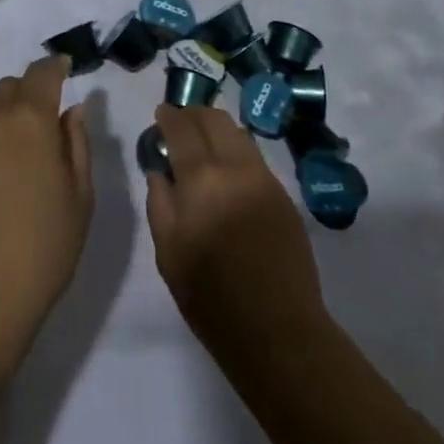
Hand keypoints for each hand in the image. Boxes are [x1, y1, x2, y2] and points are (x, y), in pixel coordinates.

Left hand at [0, 55, 93, 366]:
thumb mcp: (79, 199)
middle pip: (11, 85)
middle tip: (46, 119)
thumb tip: (71, 111)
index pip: (42, 72)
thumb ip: (76, 145)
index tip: (65, 67)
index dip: (55, 66)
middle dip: (30, 92)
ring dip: (4, 109)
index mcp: (30, 118)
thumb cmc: (39, 250)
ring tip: (19, 142)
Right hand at [145, 105, 325, 351]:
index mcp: (202, 180)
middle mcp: (236, 168)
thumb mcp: (168, 253)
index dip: (170, 116)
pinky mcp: (283, 194)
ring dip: (217, 126)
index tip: (161, 113)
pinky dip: (236, 147)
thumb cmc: (211, 298)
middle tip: (180, 122)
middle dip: (194, 113)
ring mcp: (264, 179)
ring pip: (238, 133)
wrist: (277, 330)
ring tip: (203, 137)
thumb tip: (160, 170)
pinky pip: (254, 156)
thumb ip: (160, 202)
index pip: (183, 130)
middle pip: (214, 120)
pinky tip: (227, 164)